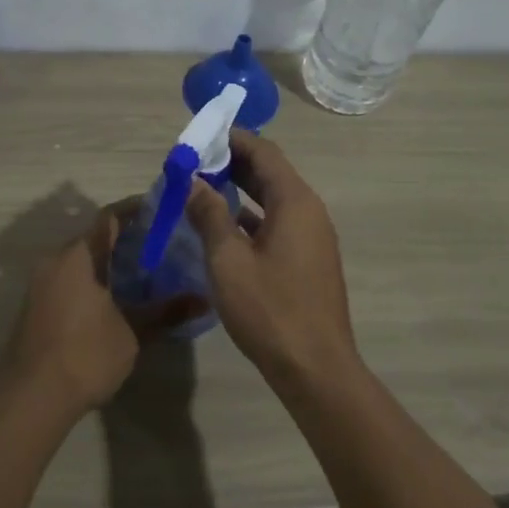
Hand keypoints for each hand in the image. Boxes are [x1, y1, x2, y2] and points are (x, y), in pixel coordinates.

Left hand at [9, 202, 203, 415]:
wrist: (30, 398)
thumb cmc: (84, 355)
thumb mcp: (132, 333)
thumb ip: (165, 312)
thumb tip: (203, 299)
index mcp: (78, 257)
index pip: (108, 217)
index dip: (135, 210)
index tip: (162, 209)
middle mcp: (55, 261)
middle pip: (93, 237)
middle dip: (125, 237)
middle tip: (160, 242)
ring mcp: (41, 283)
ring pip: (80, 259)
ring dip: (108, 260)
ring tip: (144, 270)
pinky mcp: (36, 306)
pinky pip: (69, 278)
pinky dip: (93, 278)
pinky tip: (116, 297)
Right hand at [183, 131, 360, 386]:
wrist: (315, 368)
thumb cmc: (270, 310)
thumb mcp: (228, 260)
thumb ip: (209, 215)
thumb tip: (194, 182)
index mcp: (295, 202)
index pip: (264, 152)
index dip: (232, 139)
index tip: (198, 139)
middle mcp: (309, 211)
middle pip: (270, 173)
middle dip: (232, 163)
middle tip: (193, 163)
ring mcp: (312, 237)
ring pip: (273, 199)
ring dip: (239, 190)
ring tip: (201, 189)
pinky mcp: (308, 260)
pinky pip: (277, 223)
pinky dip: (250, 216)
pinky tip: (222, 227)